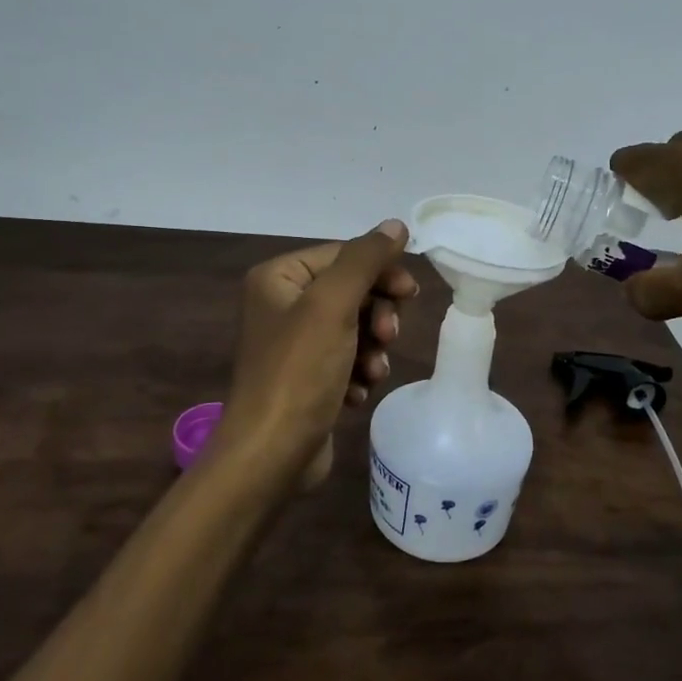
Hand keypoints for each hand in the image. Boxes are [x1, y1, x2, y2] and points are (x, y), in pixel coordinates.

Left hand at [222, 221, 417, 474]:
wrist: (271, 455)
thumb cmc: (299, 372)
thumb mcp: (333, 306)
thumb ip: (365, 260)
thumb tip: (395, 225)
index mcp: (278, 278)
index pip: (343, 255)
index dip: (381, 271)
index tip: (411, 293)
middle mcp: (282, 304)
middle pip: (351, 291)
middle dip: (377, 316)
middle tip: (389, 337)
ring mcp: (294, 344)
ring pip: (355, 328)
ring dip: (372, 349)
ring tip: (371, 373)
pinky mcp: (306, 378)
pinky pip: (346, 360)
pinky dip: (358, 373)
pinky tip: (356, 393)